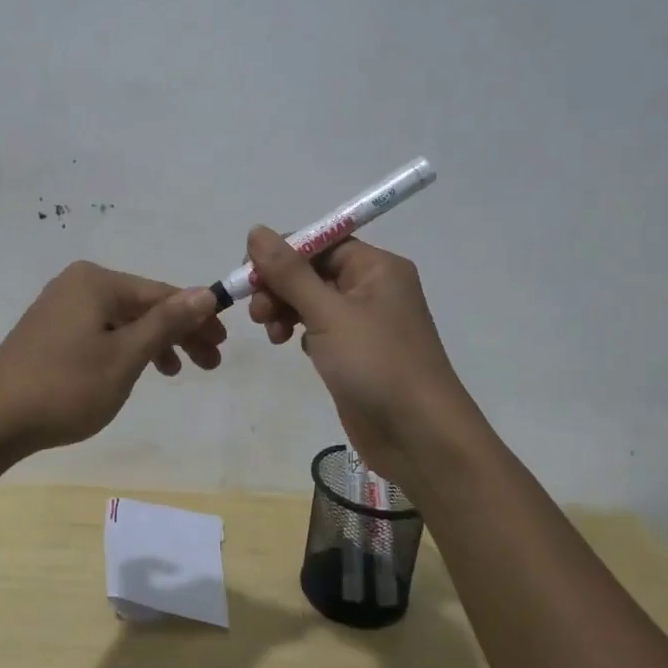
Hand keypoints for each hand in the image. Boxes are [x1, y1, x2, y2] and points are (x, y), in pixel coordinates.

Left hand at [0, 261, 225, 454]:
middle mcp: (78, 284)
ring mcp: (60, 307)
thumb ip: (167, 322)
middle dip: (179, 332)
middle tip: (210, 362)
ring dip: (154, 343)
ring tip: (177, 372)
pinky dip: (125, 349)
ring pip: (123, 321)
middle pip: (143, 305)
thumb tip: (205, 292)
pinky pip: (101, 332)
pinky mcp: (50, 331)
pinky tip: (136, 370)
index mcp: (97, 282)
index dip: (196, 317)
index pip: (161, 293)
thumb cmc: (65, 387)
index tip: (223, 344)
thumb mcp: (125, 357)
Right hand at [244, 227, 475, 488]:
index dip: (282, 254)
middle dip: (280, 286)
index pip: (321, 243)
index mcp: (377, 267)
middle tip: (258, 312)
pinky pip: (319, 327)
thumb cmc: (376, 364)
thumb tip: (256, 230)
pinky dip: (300, 331)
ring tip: (271, 334)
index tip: (249, 274)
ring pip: (312, 300)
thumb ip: (290, 273)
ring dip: (285, 309)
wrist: (418, 436)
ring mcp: (365, 322)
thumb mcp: (328, 313)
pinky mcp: (355, 352)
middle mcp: (373, 288)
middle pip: (313, 270)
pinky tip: (289, 346)